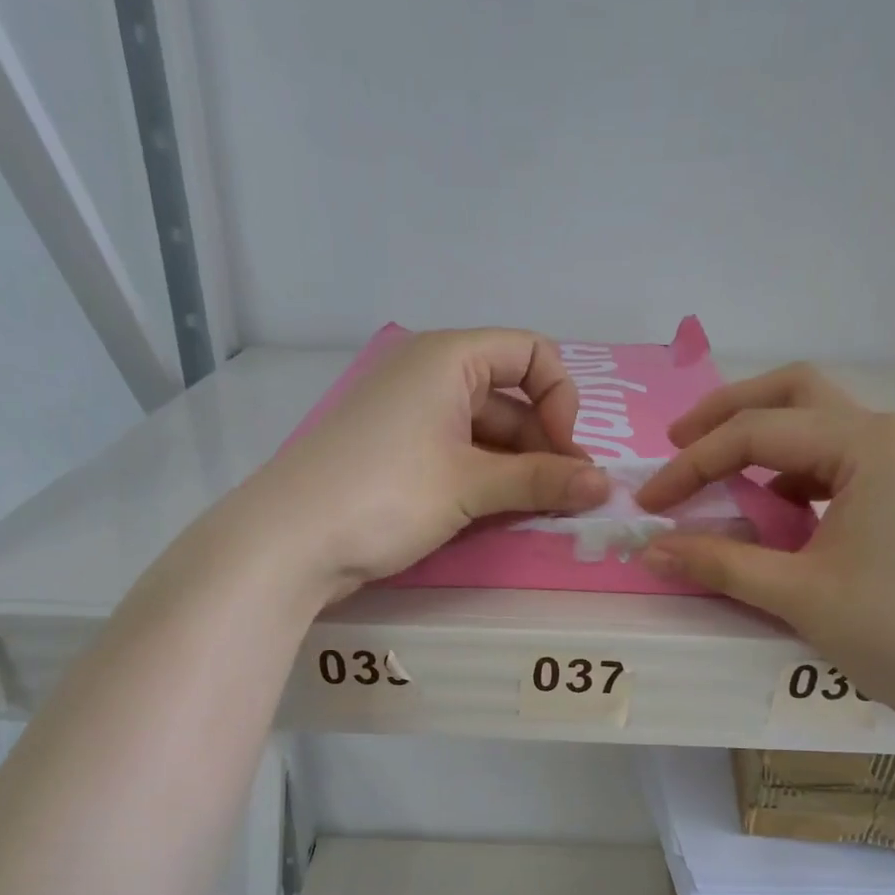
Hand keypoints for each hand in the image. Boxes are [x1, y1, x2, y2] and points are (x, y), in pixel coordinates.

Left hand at [243, 328, 609, 598]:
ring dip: (518, 468)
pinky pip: (457, 454)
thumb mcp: (469, 486)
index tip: (566, 454)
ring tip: (538, 511)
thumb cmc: (384, 495)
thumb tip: (606, 487)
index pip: (530, 352)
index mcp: (448, 357)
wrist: (288, 542)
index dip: (561, 399)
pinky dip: (485, 479)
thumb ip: (541, 481)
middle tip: (566, 497)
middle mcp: (429, 375)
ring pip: (485, 432)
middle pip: (511, 396)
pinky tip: (498, 513)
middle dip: (544, 444)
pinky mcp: (395, 454)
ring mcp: (409, 416)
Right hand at [635, 364, 894, 720]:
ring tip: (716, 476)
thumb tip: (650, 550)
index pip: (757, 434)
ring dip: (762, 441)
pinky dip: (792, 473)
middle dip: (728, 413)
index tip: (649, 503)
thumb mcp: (796, 593)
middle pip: (794, 395)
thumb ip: (718, 562)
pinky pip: (837, 463)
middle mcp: (892, 435)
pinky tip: (770, 510)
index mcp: (870, 444)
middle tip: (677, 443)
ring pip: (818, 425)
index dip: (692, 465)